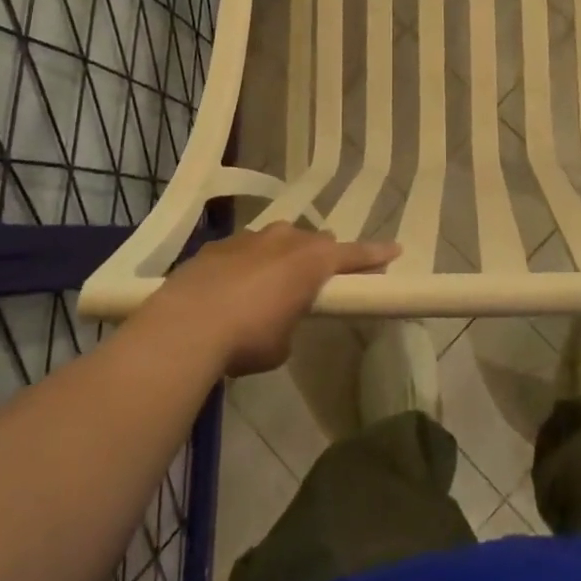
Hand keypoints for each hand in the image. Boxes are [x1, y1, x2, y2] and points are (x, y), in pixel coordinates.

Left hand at [147, 224, 400, 375]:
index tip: (394, 250)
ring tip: (271, 284)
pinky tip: (233, 289)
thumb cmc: (249, 337)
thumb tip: (280, 317)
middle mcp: (285, 239)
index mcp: (312, 260)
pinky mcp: (217, 246)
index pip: (353, 254)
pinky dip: (247, 265)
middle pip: (314, 242)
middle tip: (319, 278)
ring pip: (277, 241)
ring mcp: (249, 238)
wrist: (186, 325)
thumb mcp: (283, 343)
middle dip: (320, 257)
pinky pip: (244, 251)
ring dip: (281, 258)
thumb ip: (291, 320)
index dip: (375, 255)